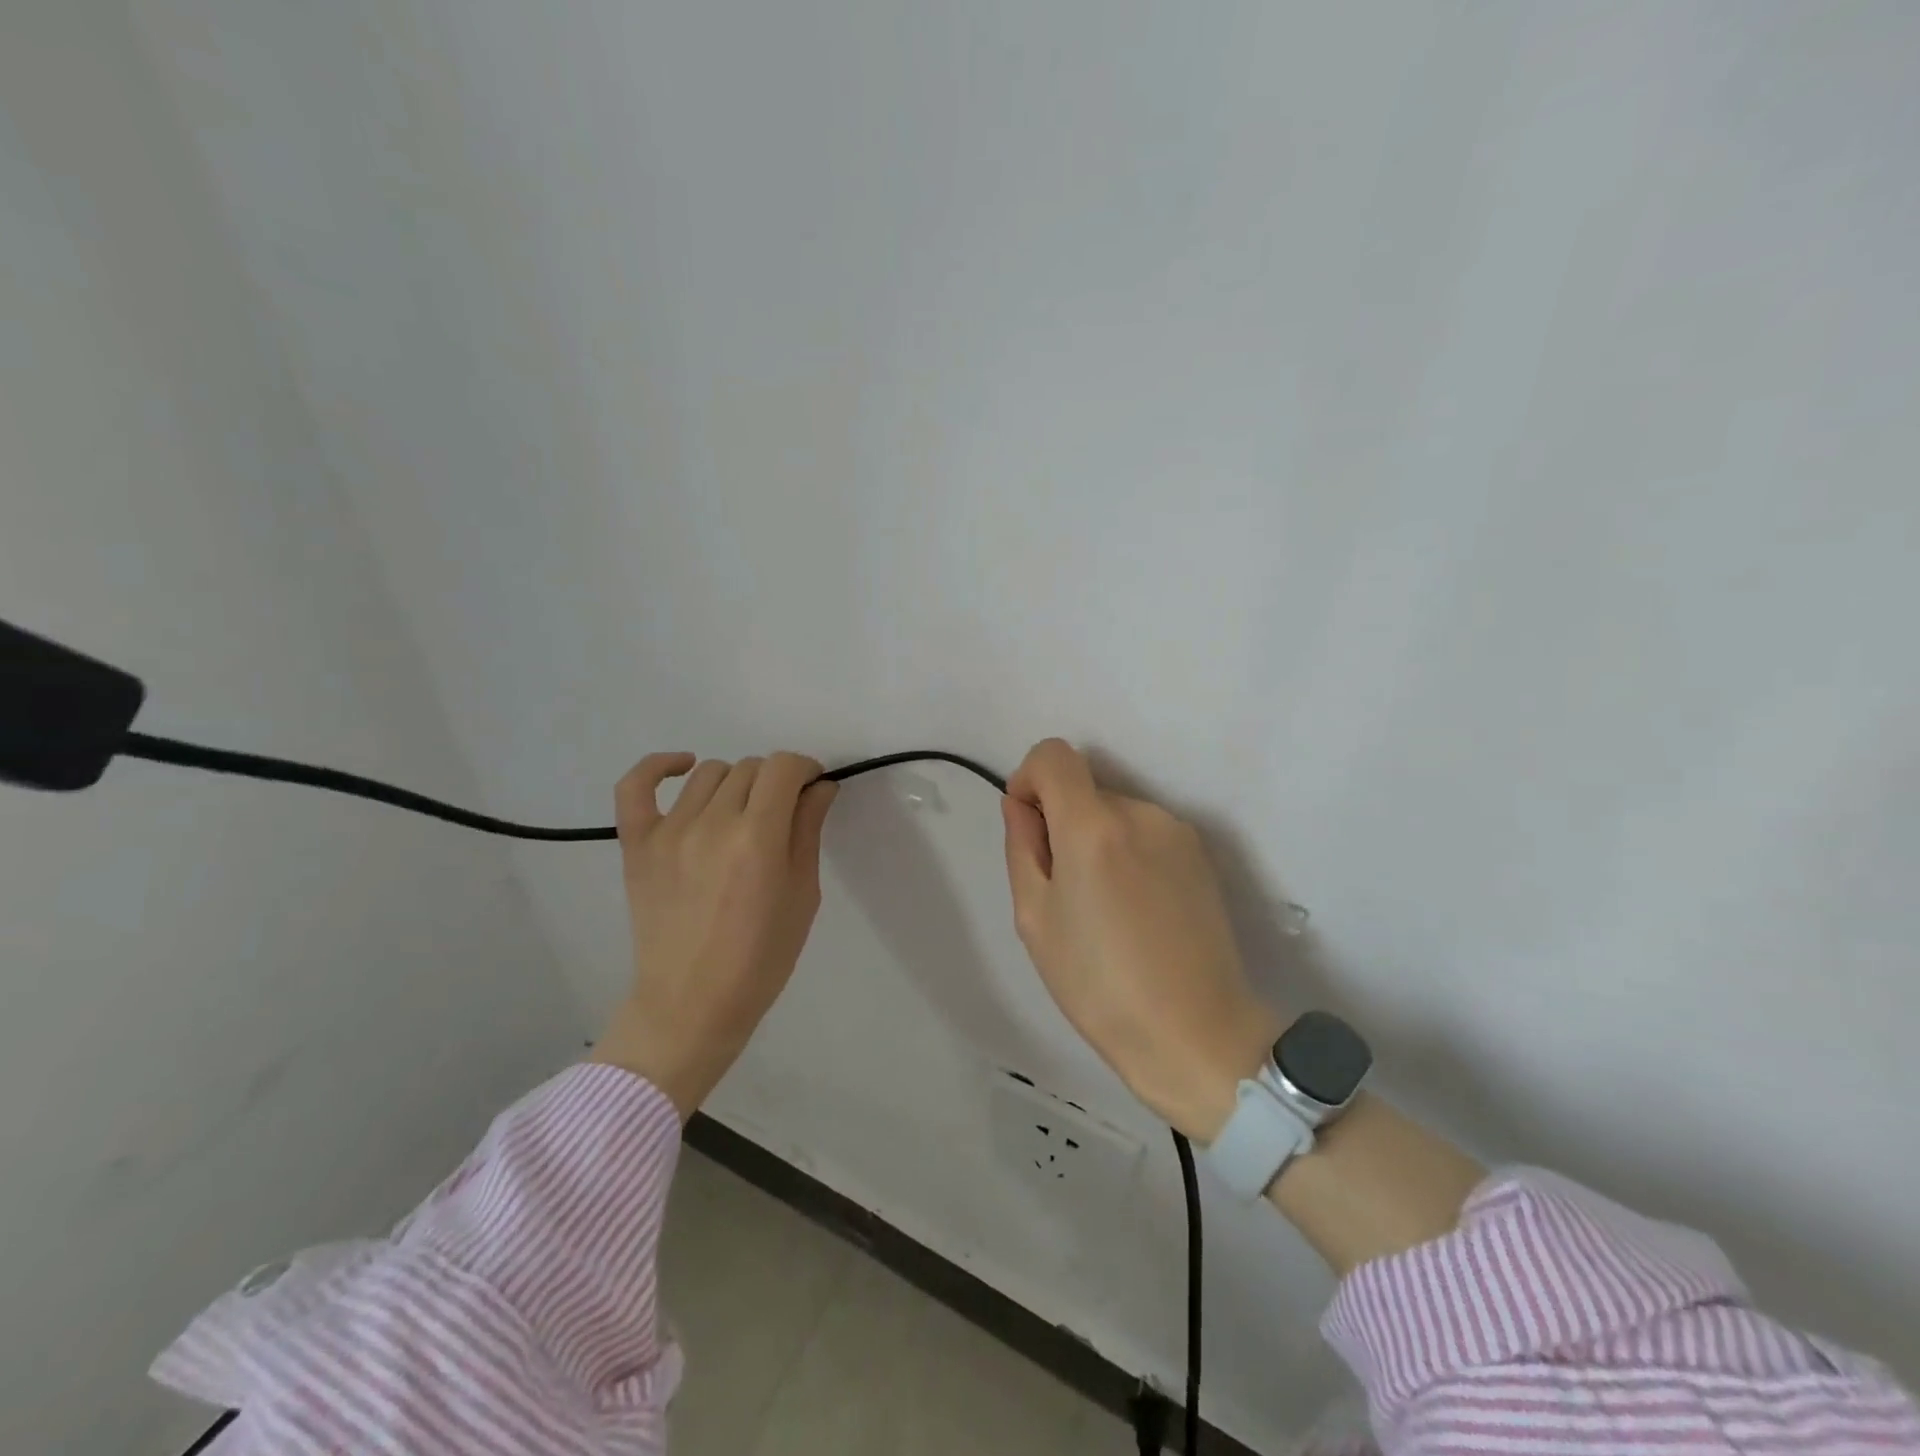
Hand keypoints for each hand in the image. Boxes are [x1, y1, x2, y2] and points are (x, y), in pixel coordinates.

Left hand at [591, 752, 837, 1116]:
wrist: (691, 1005)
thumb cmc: (760, 958)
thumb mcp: (802, 895)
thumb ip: (808, 832)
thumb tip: (819, 787)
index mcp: (759, 838)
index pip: (784, 767)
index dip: (805, 769)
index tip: (812, 788)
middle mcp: (713, 824)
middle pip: (751, 768)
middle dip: (776, 782)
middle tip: (782, 814)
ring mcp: (669, 832)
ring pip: (710, 773)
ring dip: (735, 783)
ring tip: (741, 813)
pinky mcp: (637, 844)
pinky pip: (636, 786)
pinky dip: (658, 766)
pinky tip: (683, 767)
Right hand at [1002, 739, 1281, 1140]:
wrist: (1197, 1034)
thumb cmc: (1099, 985)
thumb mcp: (1035, 918)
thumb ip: (1021, 846)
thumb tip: (1021, 804)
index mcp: (1093, 825)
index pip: (1054, 755)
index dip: (1030, 779)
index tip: (1029, 826)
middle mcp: (1141, 812)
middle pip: (1085, 790)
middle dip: (1064, 824)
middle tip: (1065, 893)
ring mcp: (1178, 832)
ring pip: (1116, 814)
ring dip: (1098, 842)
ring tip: (1106, 910)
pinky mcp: (1202, 856)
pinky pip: (1147, 835)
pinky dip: (1129, 855)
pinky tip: (1138, 913)